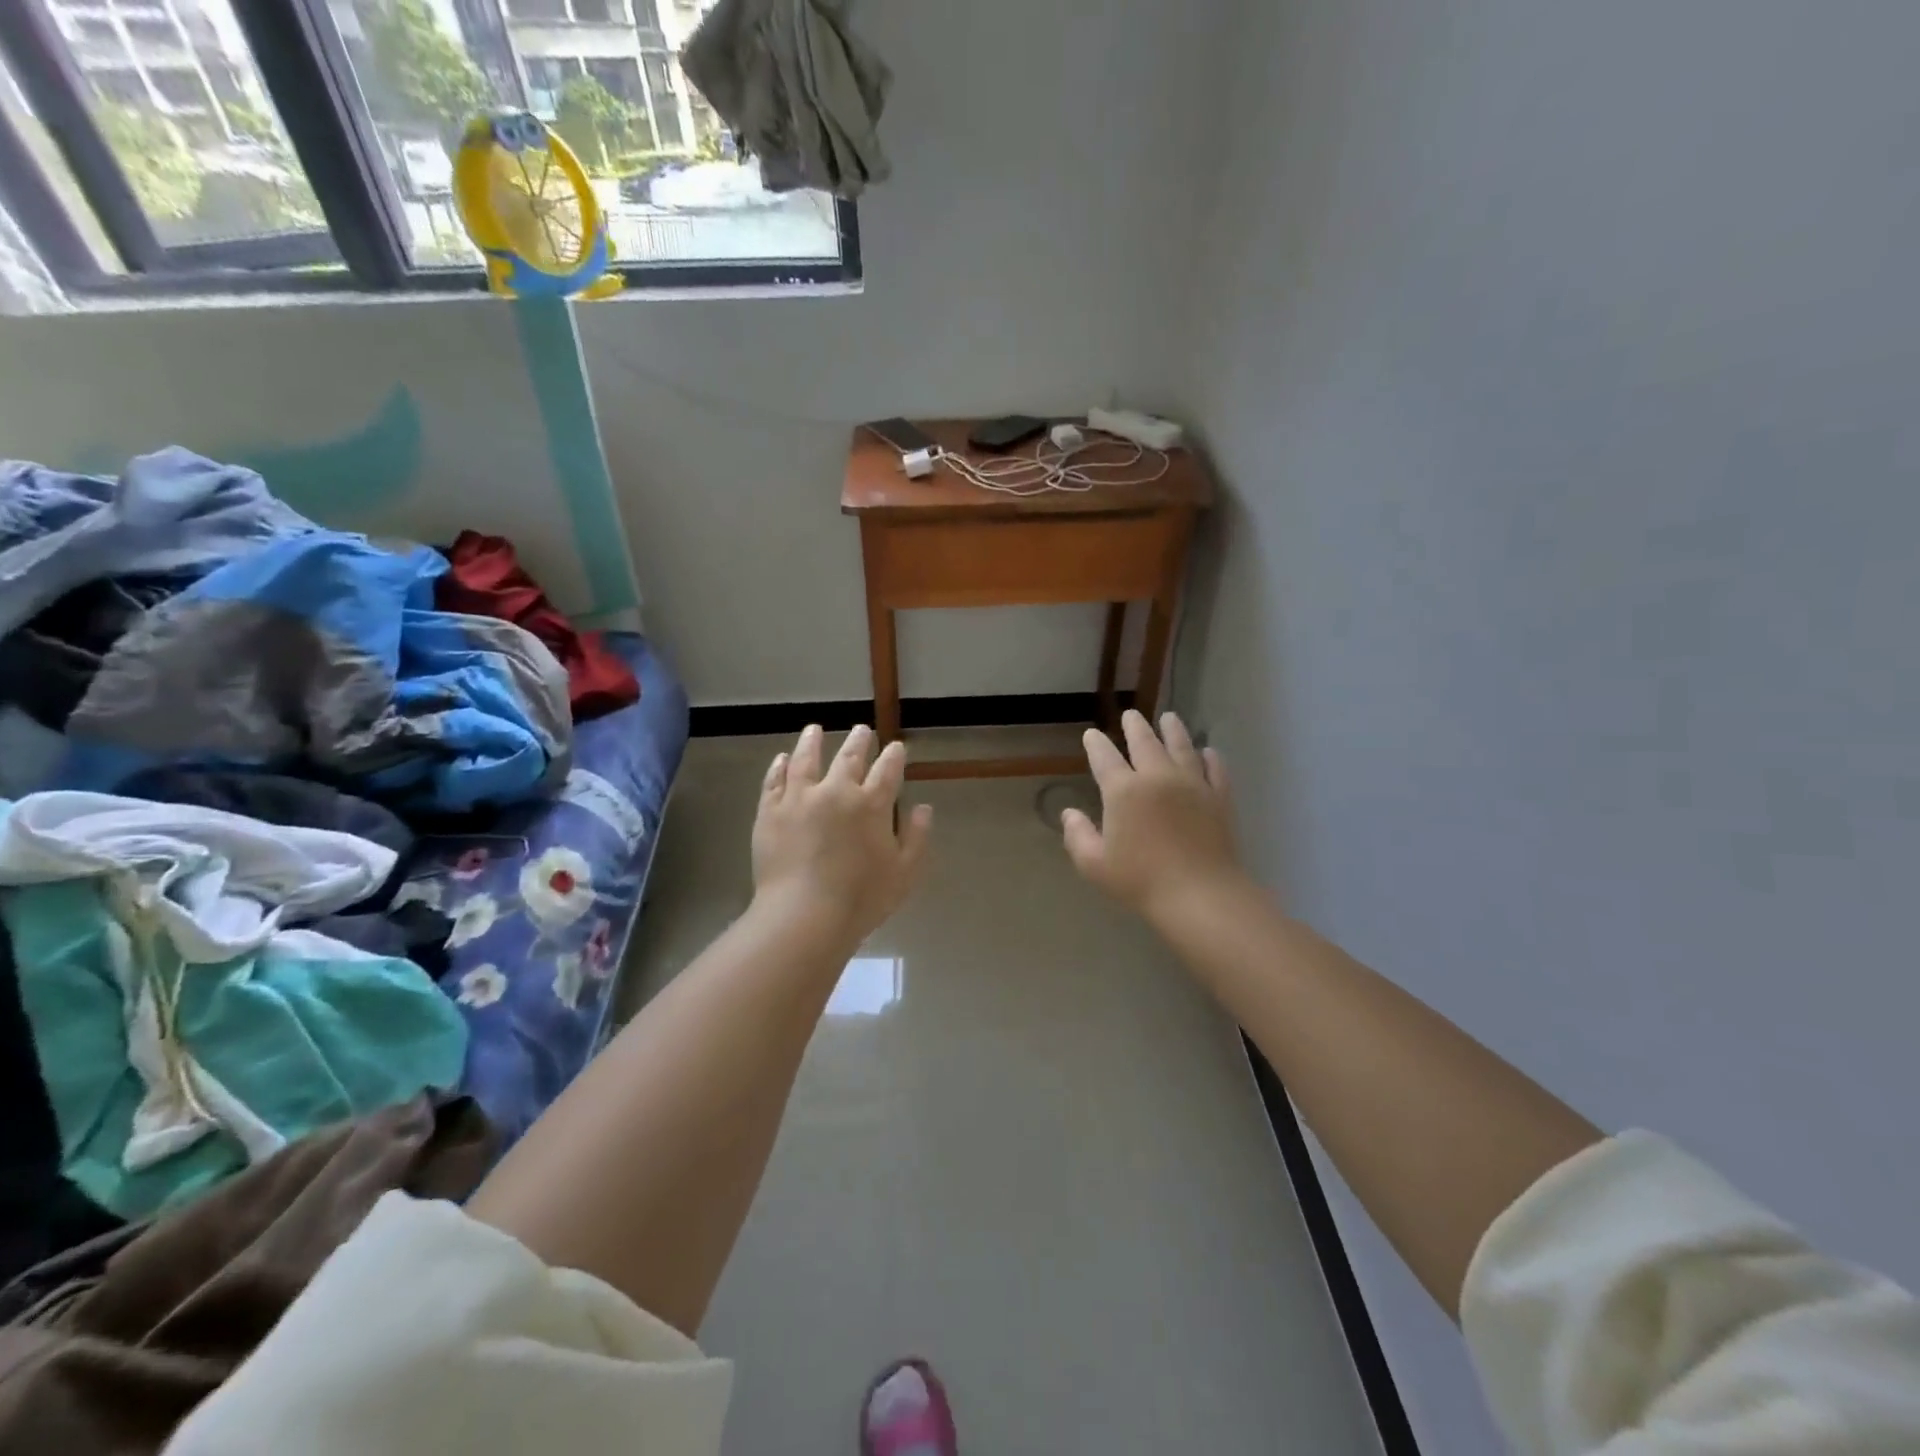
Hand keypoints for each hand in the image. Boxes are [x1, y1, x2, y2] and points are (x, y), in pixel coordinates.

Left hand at [751, 724, 933, 949]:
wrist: (803, 915)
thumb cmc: (861, 898)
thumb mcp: (904, 873)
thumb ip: (916, 837)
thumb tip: (923, 808)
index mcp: (872, 804)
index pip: (887, 770)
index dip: (893, 756)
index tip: (896, 747)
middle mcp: (836, 791)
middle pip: (849, 758)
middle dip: (858, 741)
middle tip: (861, 729)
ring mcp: (799, 799)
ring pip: (806, 760)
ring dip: (812, 742)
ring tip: (814, 730)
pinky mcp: (770, 812)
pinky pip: (774, 781)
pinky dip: (779, 767)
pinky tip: (782, 759)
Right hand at [1062, 710, 1244, 929]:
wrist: (1200, 894)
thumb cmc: (1141, 881)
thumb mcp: (1095, 865)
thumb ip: (1078, 836)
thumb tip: (1069, 813)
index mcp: (1123, 791)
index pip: (1104, 757)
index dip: (1095, 744)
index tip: (1091, 734)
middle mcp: (1157, 777)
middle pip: (1145, 742)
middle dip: (1135, 726)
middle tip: (1131, 715)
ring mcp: (1192, 784)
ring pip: (1181, 746)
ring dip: (1173, 730)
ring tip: (1169, 718)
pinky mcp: (1219, 797)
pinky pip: (1215, 769)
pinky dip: (1211, 757)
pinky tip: (1209, 752)